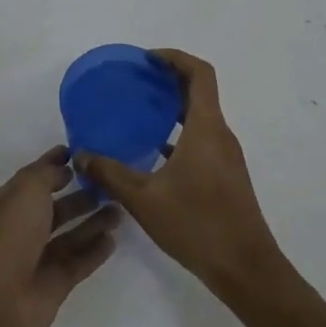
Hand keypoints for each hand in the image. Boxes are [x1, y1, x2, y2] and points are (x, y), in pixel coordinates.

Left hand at [0, 146, 121, 326]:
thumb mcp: (27, 190)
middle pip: (55, 208)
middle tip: (109, 185)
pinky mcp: (55, 283)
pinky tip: (113, 239)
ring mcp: (38, 258)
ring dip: (93, 222)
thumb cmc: (10, 235)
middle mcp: (21, 229)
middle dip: (80, 196)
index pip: (34, 178)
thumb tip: (64, 168)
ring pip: (71, 235)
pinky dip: (95, 251)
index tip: (80, 154)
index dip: (54, 164)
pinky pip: (79, 262)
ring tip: (120, 208)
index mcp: (7, 203)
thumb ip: (47, 174)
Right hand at [75, 49, 284, 299]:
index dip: (175, 58)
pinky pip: (202, 139)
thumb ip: (110, 173)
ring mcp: (226, 156)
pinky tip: (153, 153)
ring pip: (201, 117)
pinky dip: (179, 134)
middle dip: (170, 80)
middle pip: (200, 92)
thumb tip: (80, 155)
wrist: (245, 268)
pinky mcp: (225, 176)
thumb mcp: (144, 199)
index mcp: (206, 128)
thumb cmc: (197, 225)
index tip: (147, 59)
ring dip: (174, 108)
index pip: (199, 73)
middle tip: (136, 82)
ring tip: (139, 113)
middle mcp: (220, 135)